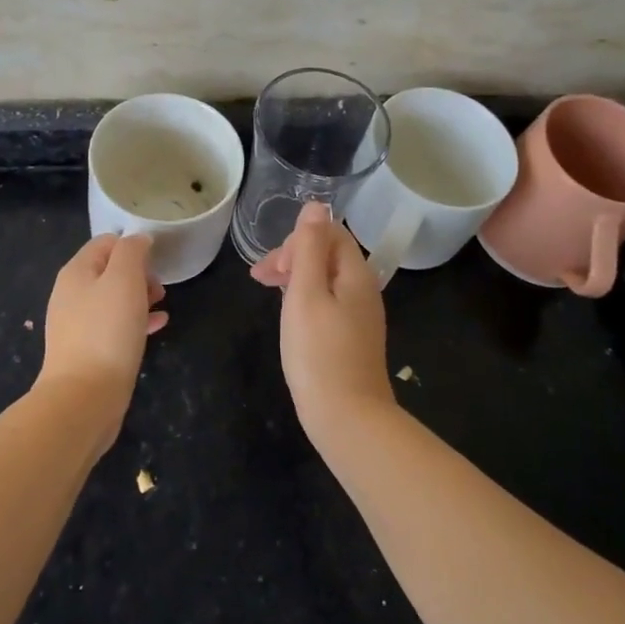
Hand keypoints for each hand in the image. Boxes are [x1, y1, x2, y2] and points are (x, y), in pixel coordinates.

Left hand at [38, 233, 166, 453]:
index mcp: (76, 272)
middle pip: (109, 270)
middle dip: (138, 273)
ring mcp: (77, 324)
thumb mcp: (124, 279)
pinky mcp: (88, 350)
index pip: (106, 242)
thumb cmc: (107, 331)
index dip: (133, 245)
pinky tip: (158, 326)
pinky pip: (115, 325)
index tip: (157, 261)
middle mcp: (71, 294)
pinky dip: (136, 321)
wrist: (84, 397)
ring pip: (113, 299)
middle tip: (159, 287)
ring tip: (162, 304)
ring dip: (139, 296)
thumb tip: (139, 239)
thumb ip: (132, 251)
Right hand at [250, 202, 394, 441]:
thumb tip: (316, 205)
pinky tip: (289, 315)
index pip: (330, 233)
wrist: (347, 419)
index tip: (271, 266)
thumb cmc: (319, 353)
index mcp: (356, 274)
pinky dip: (304, 299)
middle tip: (260, 279)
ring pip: (326, 279)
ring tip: (267, 292)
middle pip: (328, 254)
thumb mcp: (306, 293)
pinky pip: (328, 302)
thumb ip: (308, 248)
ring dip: (295, 277)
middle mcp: (364, 290)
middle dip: (292, 257)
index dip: (297, 240)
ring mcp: (360, 316)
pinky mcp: (351, 338)